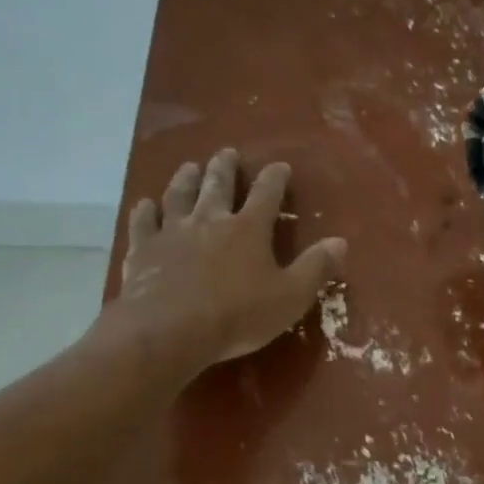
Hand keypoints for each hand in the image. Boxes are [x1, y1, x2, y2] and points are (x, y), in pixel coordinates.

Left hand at [88, 148, 346, 382]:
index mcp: (249, 229)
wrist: (169, 330)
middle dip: (225, 168)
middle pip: (218, 185)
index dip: (275, 178)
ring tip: (190, 167)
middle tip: (227, 153)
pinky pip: (143, 223)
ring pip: (179, 195)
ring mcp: (172, 232)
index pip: (266, 194)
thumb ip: (316, 268)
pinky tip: (144, 205)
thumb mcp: (290, 297)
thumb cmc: (238, 315)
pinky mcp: (143, 250)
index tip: (280, 166)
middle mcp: (210, 220)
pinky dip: (145, 212)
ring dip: (186, 179)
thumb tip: (340, 242)